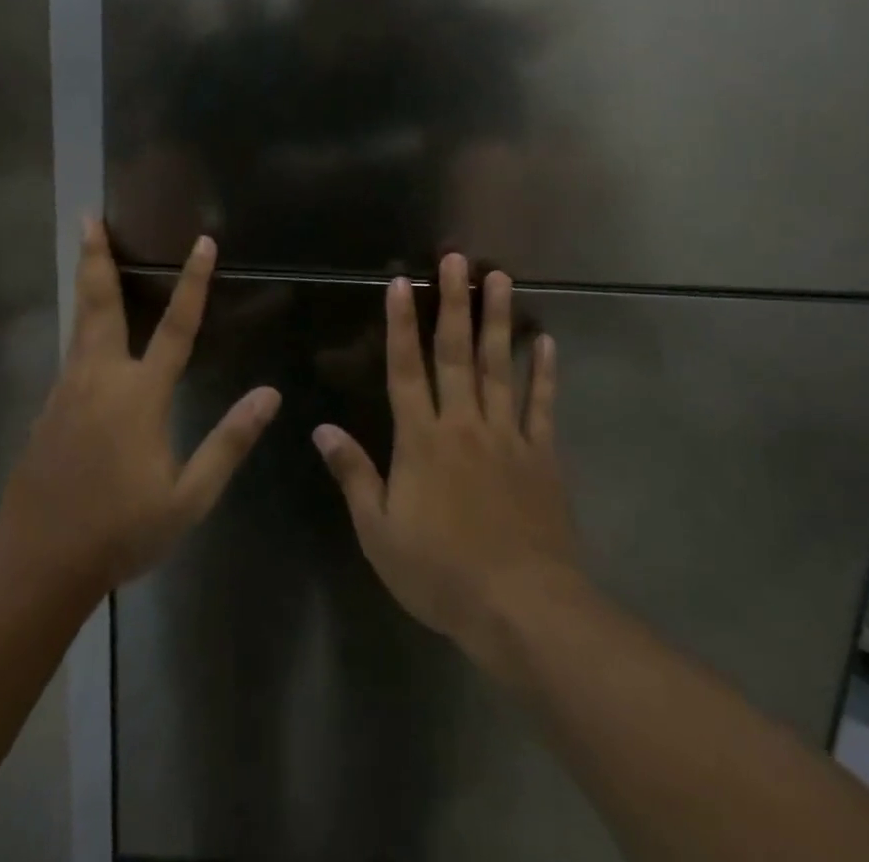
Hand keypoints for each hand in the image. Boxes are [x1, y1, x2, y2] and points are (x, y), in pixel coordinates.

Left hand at [0, 219, 280, 593]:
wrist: (36, 564)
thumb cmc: (120, 531)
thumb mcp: (188, 497)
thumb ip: (229, 442)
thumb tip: (270, 394)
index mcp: (139, 396)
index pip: (176, 326)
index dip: (193, 282)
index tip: (203, 242)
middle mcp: (100, 379)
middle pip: (101, 304)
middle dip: (97, 257)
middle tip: (88, 217)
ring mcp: (68, 390)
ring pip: (80, 322)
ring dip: (86, 280)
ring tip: (86, 248)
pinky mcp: (48, 407)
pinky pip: (71, 350)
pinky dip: (81, 321)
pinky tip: (87, 327)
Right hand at [315, 253, 580, 663]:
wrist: (520, 607)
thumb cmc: (440, 573)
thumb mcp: (379, 532)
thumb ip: (354, 474)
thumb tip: (321, 429)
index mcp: (421, 440)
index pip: (405, 369)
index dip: (400, 324)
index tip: (400, 284)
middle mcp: (463, 424)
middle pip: (456, 353)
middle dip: (454, 303)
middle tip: (456, 260)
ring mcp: (506, 435)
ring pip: (499, 366)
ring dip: (499, 320)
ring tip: (500, 278)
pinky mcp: (541, 454)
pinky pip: (542, 405)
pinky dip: (544, 372)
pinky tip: (546, 341)